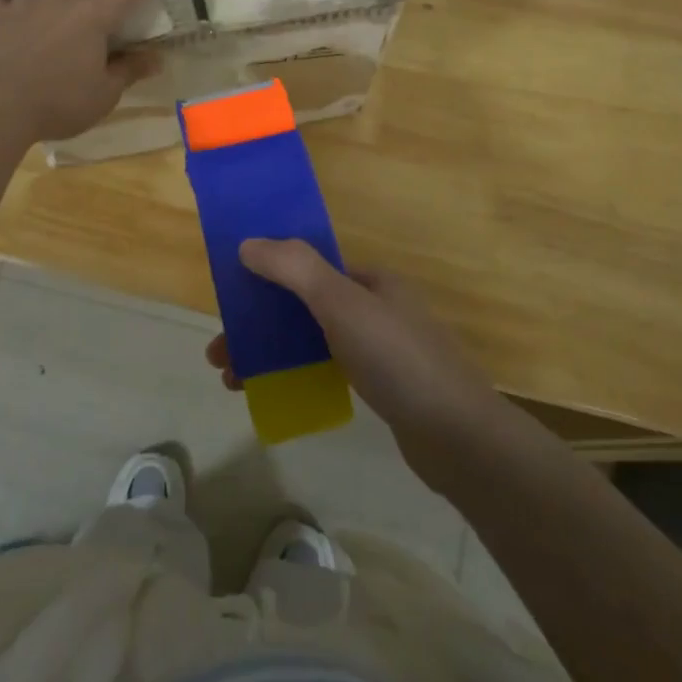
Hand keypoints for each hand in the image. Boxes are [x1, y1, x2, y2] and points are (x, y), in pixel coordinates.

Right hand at [204, 239, 508, 477]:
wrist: (459, 437)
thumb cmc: (397, 359)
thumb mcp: (342, 304)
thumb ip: (294, 268)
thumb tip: (247, 243)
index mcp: (370, 280)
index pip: (308, 267)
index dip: (267, 278)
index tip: (231, 302)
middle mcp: (375, 307)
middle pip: (303, 305)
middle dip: (259, 325)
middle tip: (221, 354)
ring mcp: (380, 348)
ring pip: (311, 339)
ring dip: (270, 353)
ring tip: (233, 382)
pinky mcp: (382, 386)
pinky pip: (327, 368)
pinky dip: (296, 375)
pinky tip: (276, 394)